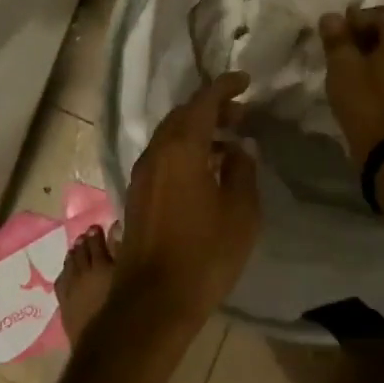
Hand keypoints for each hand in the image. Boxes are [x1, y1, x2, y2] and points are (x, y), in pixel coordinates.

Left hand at [116, 73, 261, 331]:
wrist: (153, 302)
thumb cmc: (204, 254)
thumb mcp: (241, 212)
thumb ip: (242, 170)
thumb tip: (239, 148)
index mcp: (182, 147)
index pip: (204, 101)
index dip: (225, 86)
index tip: (245, 81)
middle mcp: (157, 151)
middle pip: (184, 114)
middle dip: (212, 108)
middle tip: (240, 115)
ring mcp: (143, 172)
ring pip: (171, 134)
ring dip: (198, 129)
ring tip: (229, 142)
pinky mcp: (138, 192)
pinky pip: (163, 154)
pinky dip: (185, 148)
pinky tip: (205, 169)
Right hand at [318, 6, 383, 168]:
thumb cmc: (366, 99)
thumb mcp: (343, 65)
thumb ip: (336, 37)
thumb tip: (331, 16)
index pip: (377, 14)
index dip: (352, 20)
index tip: (333, 35)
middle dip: (361, 34)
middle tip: (337, 48)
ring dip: (368, 51)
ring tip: (345, 65)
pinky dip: (378, 67)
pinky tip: (360, 80)